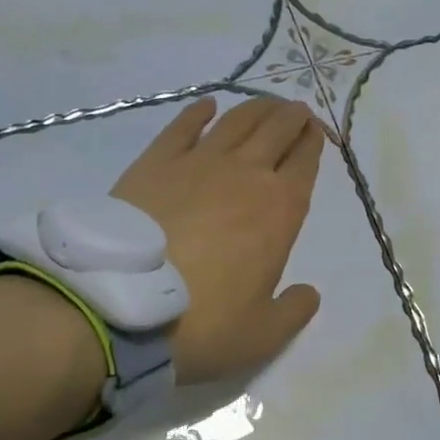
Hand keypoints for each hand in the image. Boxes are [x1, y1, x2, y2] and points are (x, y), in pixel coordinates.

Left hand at [111, 96, 324, 382]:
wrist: (122, 307)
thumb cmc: (203, 323)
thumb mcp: (263, 335)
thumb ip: (294, 311)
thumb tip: (309, 293)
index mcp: (281, 209)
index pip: (305, 162)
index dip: (314, 142)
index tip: (317, 131)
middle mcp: (246, 174)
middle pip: (276, 130)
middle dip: (292, 117)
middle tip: (296, 111)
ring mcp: (198, 162)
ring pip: (237, 121)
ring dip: (256, 108)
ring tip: (265, 104)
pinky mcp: (155, 162)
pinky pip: (183, 127)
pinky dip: (198, 113)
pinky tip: (207, 106)